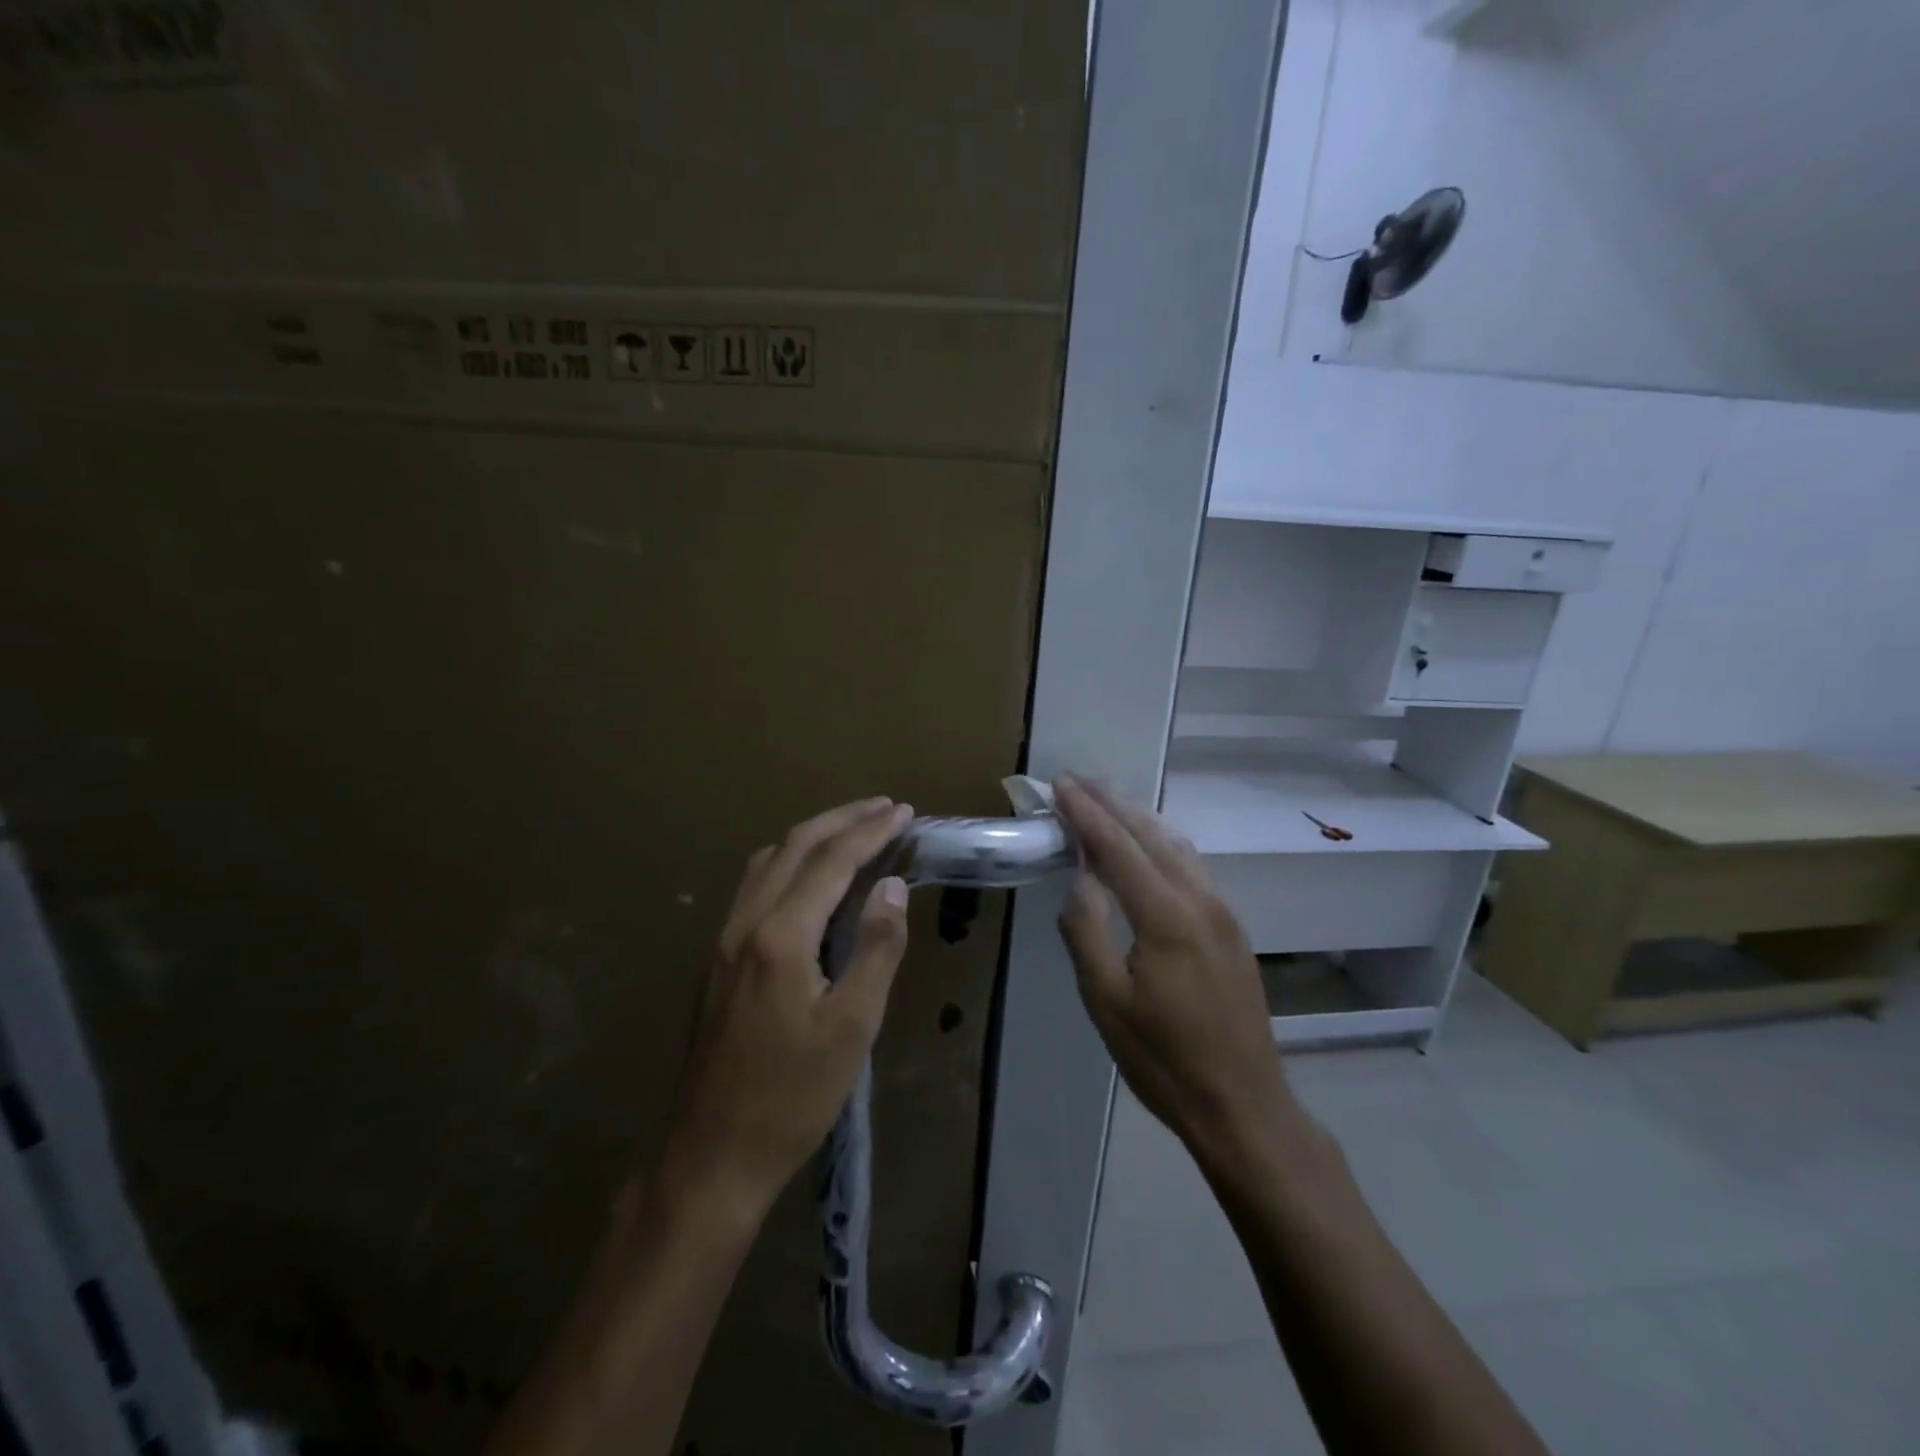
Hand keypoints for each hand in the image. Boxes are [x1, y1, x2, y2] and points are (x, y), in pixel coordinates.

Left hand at [660, 797, 913, 1222]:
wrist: (711, 1155)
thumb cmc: (793, 1096)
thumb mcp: (853, 1026)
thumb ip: (877, 947)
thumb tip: (892, 885)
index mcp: (780, 935)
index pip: (832, 860)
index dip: (871, 830)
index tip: (904, 812)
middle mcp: (745, 922)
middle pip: (795, 846)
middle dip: (843, 819)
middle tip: (885, 808)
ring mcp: (724, 939)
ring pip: (768, 861)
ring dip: (813, 836)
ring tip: (853, 831)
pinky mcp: (717, 959)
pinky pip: (755, 885)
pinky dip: (789, 862)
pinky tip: (808, 878)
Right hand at [1053, 775, 1293, 1161]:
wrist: (1243, 1104)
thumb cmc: (1164, 1059)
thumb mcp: (1105, 1002)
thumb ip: (1086, 932)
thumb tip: (1079, 880)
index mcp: (1167, 917)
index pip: (1119, 847)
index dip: (1086, 813)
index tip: (1060, 784)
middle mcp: (1201, 901)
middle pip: (1151, 835)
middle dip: (1112, 802)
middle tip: (1077, 779)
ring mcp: (1223, 912)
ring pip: (1176, 845)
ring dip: (1138, 817)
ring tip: (1106, 798)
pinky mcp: (1231, 927)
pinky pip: (1191, 865)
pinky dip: (1160, 841)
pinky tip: (1146, 843)